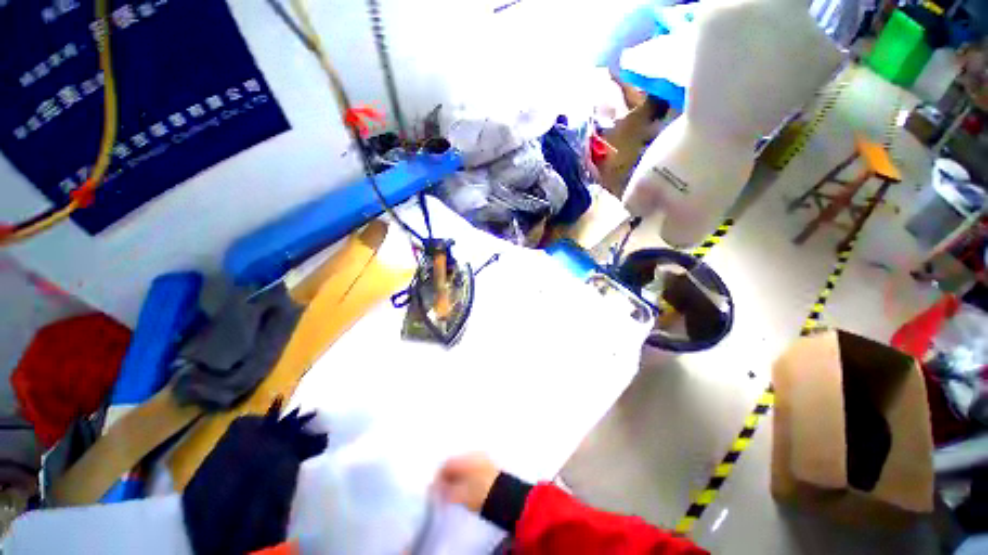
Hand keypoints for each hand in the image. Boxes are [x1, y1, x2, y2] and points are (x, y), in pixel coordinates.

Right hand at [434, 453, 499, 512]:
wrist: (505, 496)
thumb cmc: (480, 493)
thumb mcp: (460, 495)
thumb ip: (445, 491)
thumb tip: (435, 488)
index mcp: (465, 458)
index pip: (445, 464)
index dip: (438, 478)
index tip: (435, 491)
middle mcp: (473, 453)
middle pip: (454, 463)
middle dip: (447, 477)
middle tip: (443, 493)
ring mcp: (482, 458)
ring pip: (463, 466)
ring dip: (457, 477)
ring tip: (454, 493)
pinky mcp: (488, 465)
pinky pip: (471, 468)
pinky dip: (466, 477)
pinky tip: (466, 488)